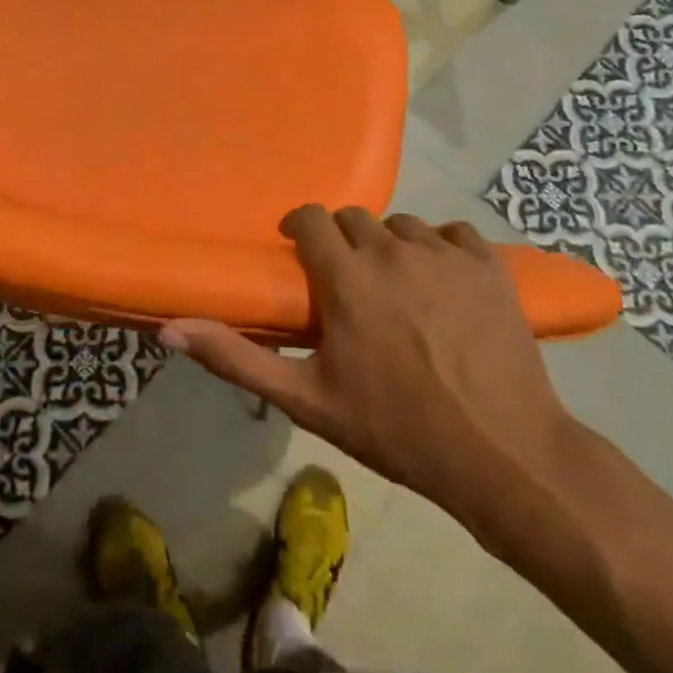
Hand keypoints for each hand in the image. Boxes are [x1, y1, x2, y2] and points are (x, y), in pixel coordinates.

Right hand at [161, 207, 583, 548]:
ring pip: (403, 225)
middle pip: (354, 218)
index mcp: (347, 278)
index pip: (311, 218)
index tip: (300, 252)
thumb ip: (236, 359)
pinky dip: (442, 248)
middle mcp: (393, 251)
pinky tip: (443, 284)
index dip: (301, 229)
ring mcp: (445, 254)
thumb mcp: (306, 400)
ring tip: (397, 287)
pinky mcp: (489, 264)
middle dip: (343, 242)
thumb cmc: (396, 428)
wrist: (502, 454)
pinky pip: (454, 233)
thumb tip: (170, 330)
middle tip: (347, 283)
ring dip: (391, 247)